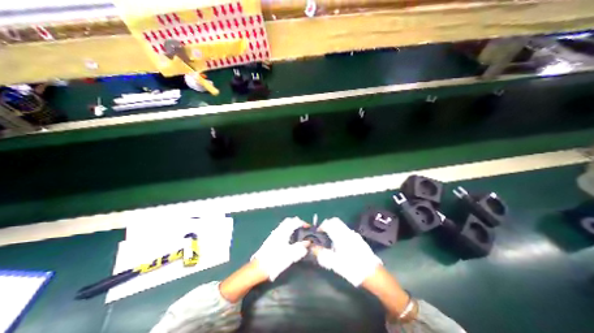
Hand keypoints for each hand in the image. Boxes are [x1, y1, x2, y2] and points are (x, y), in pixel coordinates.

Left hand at [250, 215, 310, 280]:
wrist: (259, 267)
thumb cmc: (275, 260)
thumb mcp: (290, 255)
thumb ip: (300, 247)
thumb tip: (308, 242)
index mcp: (284, 232)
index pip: (295, 221)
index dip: (303, 223)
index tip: (308, 227)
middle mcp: (279, 230)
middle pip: (289, 221)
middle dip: (297, 222)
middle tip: (303, 228)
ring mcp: (274, 234)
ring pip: (285, 225)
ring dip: (292, 225)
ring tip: (298, 233)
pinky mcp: (271, 239)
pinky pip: (282, 229)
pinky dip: (288, 229)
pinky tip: (290, 238)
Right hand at [315, 218, 380, 285]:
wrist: (373, 275)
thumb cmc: (352, 268)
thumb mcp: (334, 263)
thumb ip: (322, 253)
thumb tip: (312, 247)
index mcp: (341, 235)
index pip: (329, 223)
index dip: (321, 226)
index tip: (317, 233)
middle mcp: (347, 232)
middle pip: (335, 221)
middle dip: (327, 225)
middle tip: (323, 234)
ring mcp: (354, 235)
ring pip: (341, 225)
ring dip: (333, 228)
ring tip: (330, 240)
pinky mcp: (358, 239)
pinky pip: (346, 230)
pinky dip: (339, 232)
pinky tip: (340, 245)